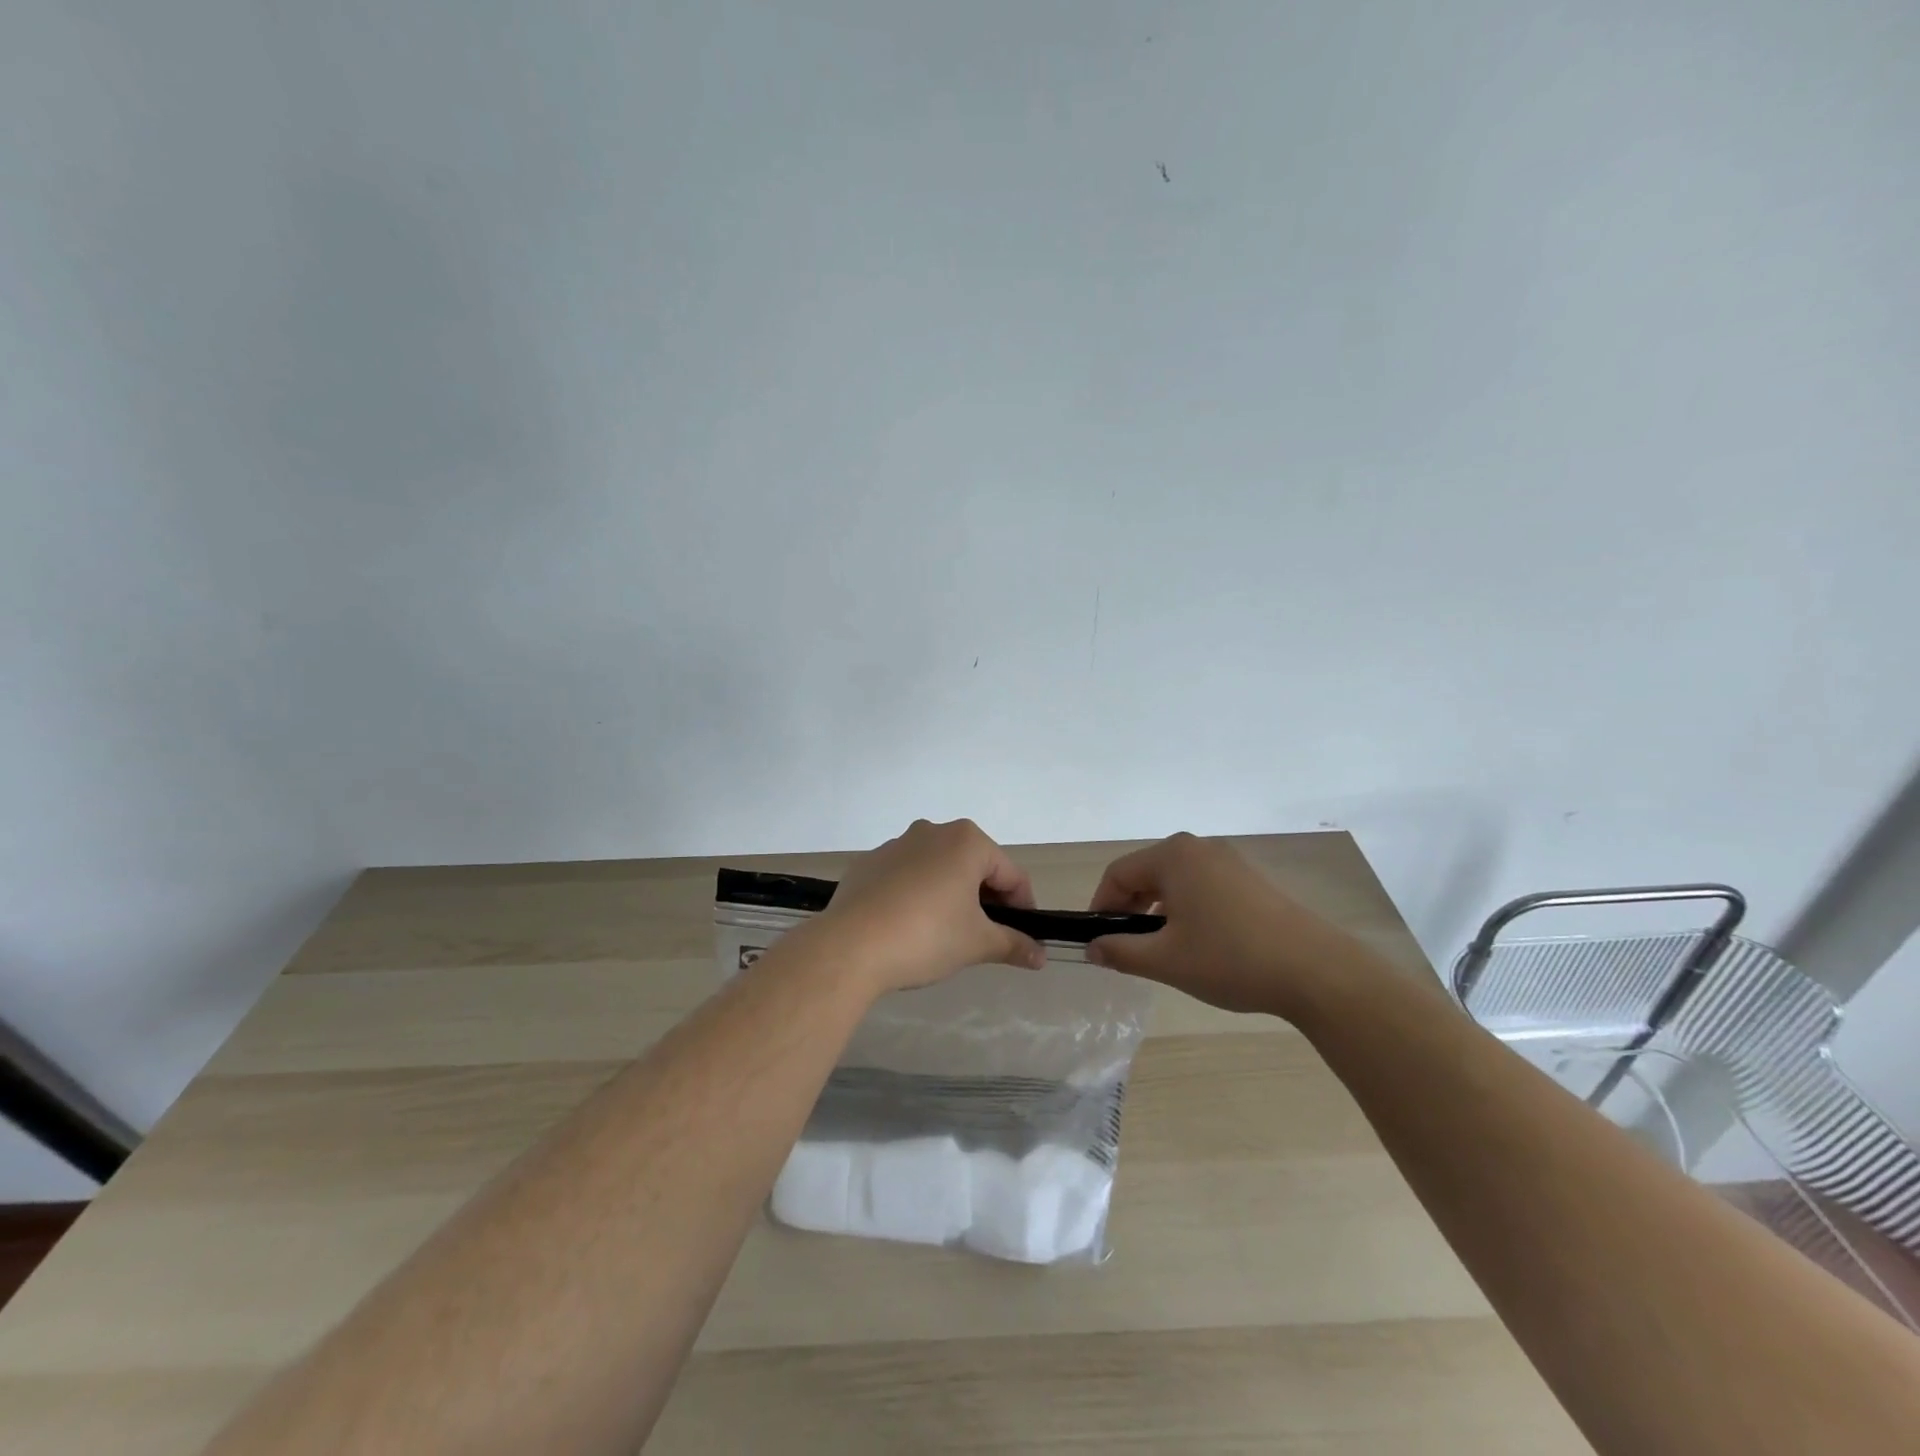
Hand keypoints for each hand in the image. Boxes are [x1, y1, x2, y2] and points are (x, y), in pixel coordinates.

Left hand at [811, 819, 1047, 995]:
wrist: (850, 946)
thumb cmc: (927, 936)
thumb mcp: (977, 944)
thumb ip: (1012, 944)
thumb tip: (1040, 956)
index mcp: (967, 841)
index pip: (1011, 874)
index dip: (1024, 907)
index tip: (1024, 936)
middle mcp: (933, 831)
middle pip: (975, 865)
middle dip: (986, 899)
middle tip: (986, 936)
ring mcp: (896, 844)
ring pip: (938, 868)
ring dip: (951, 894)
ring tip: (946, 934)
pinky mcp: (868, 863)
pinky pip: (905, 876)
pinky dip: (916, 895)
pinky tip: (909, 927)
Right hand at [1085, 833, 1369, 1019]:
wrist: (1315, 971)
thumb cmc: (1230, 959)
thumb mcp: (1166, 960)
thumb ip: (1120, 952)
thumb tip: (1092, 948)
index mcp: (1173, 855)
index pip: (1118, 874)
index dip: (1100, 906)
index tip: (1098, 940)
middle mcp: (1198, 848)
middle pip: (1146, 872)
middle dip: (1129, 908)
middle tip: (1126, 947)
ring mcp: (1228, 860)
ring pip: (1174, 881)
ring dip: (1157, 910)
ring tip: (1160, 948)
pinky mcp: (1250, 879)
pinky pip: (1201, 886)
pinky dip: (1185, 908)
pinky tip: (1196, 942)